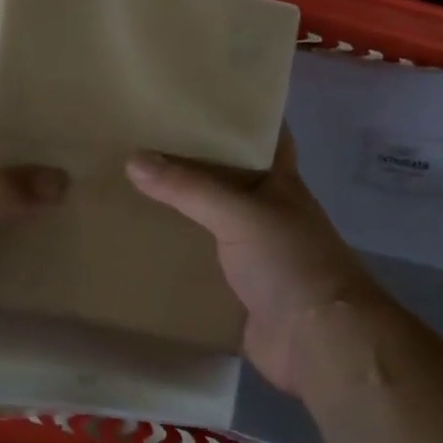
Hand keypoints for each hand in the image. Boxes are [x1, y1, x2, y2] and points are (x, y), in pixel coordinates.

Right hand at [126, 128, 389, 402]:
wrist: (317, 342)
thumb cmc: (290, 262)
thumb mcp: (240, 213)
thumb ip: (188, 187)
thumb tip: (134, 161)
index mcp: (278, 183)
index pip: (260, 137)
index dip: (233, 117)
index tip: (190, 101)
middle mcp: (265, 212)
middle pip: (224, 180)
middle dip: (188, 165)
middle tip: (137, 144)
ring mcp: (251, 252)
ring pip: (207, 223)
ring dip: (176, 213)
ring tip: (125, 190)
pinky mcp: (235, 289)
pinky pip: (198, 265)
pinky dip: (173, 257)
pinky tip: (137, 246)